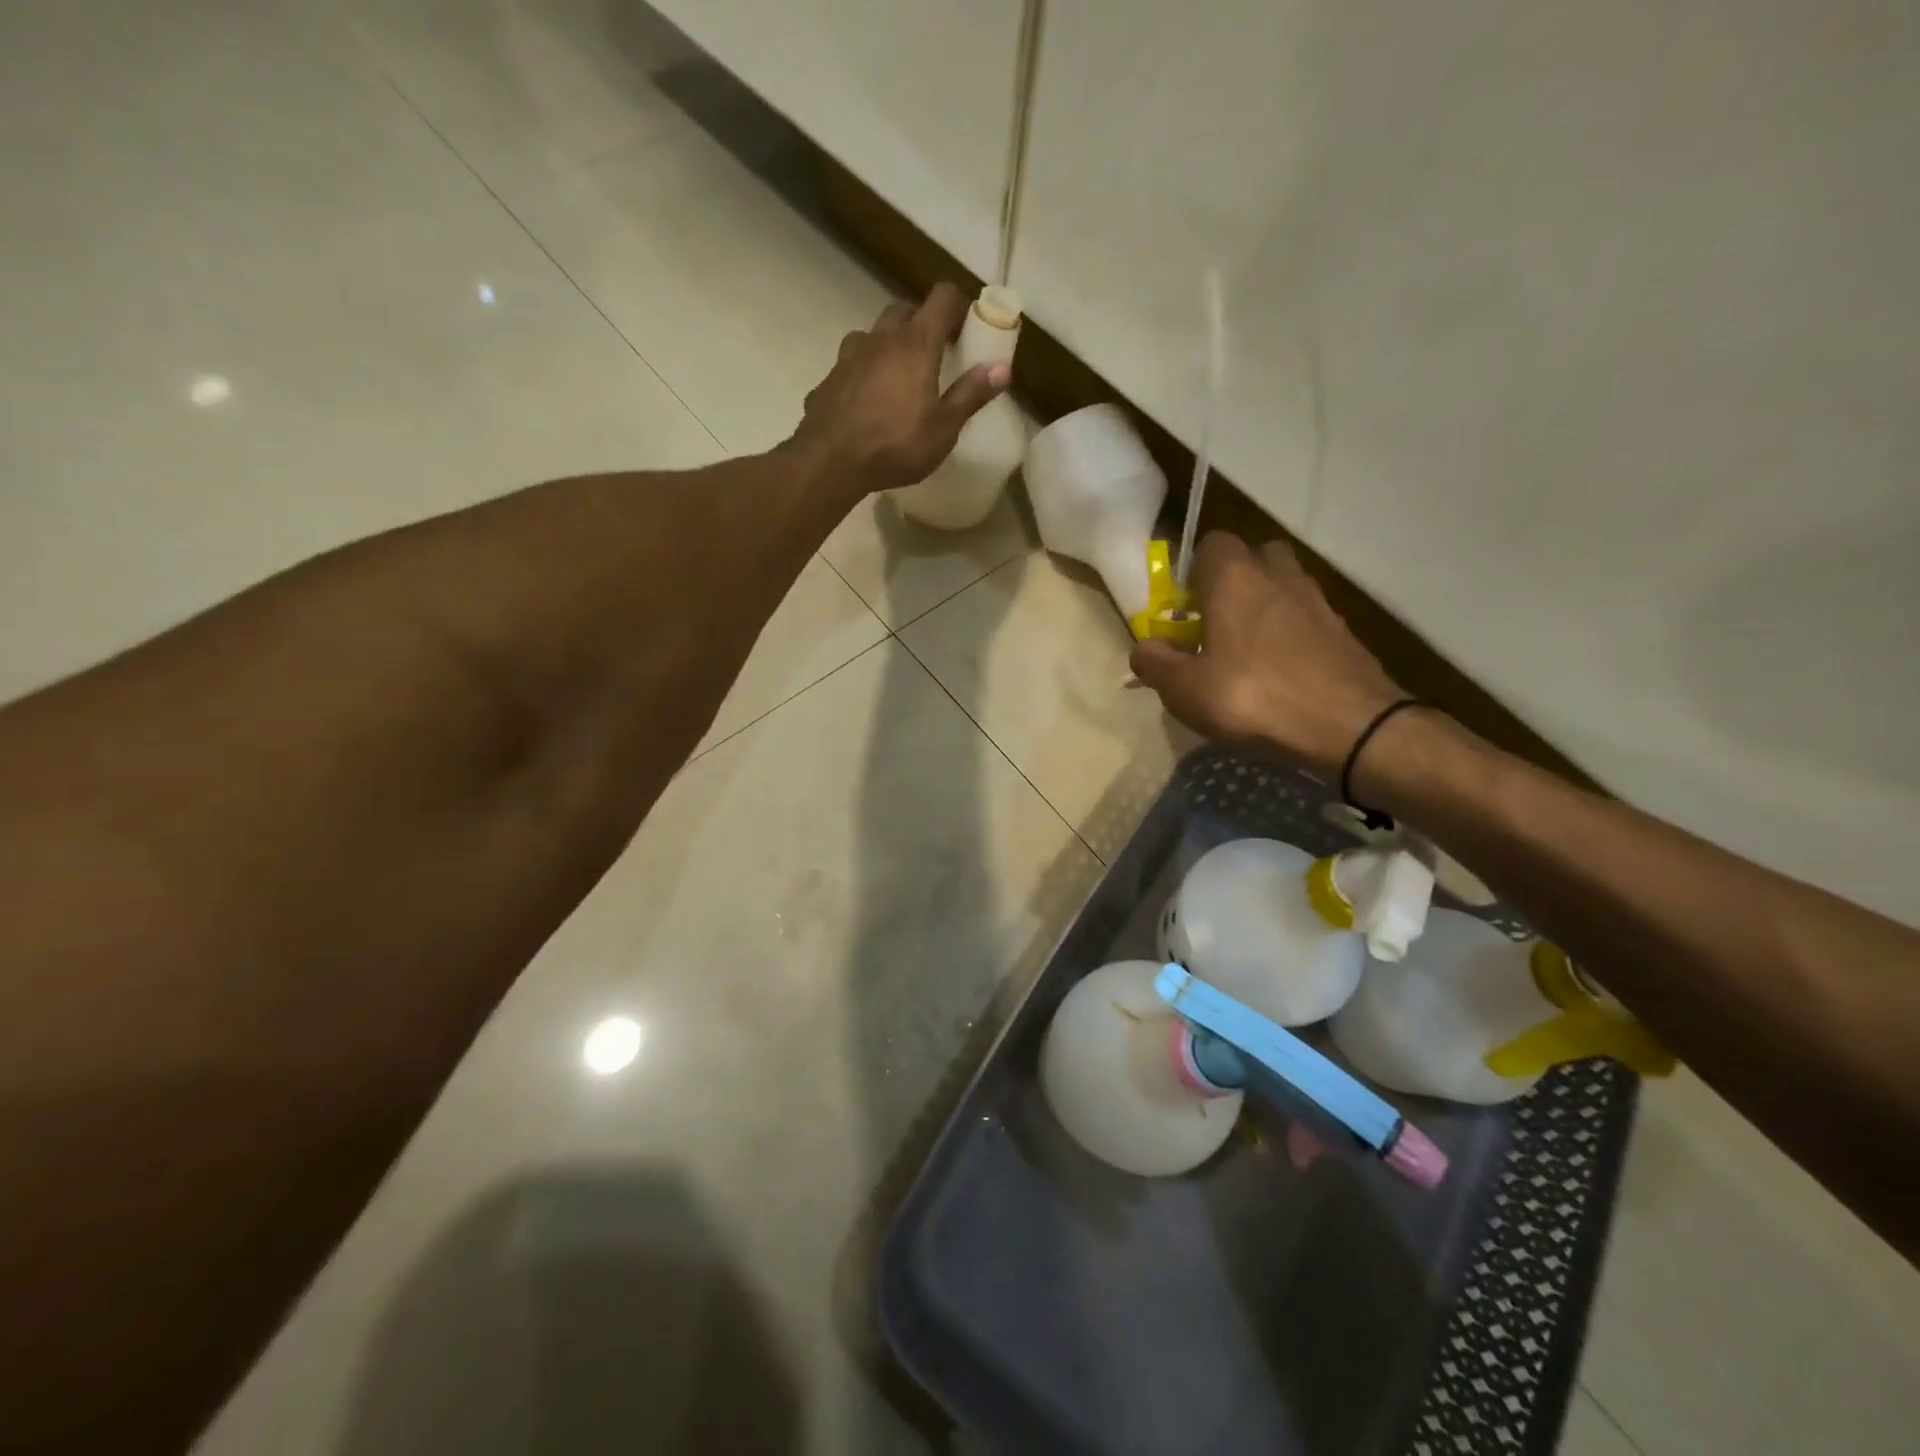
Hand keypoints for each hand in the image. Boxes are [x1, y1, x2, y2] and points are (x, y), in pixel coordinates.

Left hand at [788, 282, 1010, 495]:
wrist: (830, 461)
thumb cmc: (895, 445)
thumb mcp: (944, 428)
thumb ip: (971, 394)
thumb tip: (1003, 368)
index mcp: (916, 343)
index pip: (943, 296)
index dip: (959, 305)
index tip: (968, 328)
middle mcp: (882, 337)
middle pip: (906, 310)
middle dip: (924, 324)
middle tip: (937, 355)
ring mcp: (851, 354)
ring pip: (875, 334)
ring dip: (891, 345)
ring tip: (900, 378)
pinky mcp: (830, 376)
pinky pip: (853, 363)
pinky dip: (866, 371)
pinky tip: (869, 401)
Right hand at [1130, 533, 1404, 776]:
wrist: (1349, 727)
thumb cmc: (1253, 697)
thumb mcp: (1184, 689)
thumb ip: (1155, 663)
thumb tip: (1144, 647)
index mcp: (1236, 578)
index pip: (1212, 543)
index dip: (1193, 571)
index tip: (1184, 609)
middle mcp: (1280, 577)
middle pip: (1255, 558)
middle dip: (1234, 583)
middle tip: (1216, 624)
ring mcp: (1319, 602)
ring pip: (1284, 588)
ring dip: (1264, 609)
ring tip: (1246, 654)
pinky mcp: (1344, 632)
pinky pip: (1306, 620)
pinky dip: (1290, 636)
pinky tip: (1279, 674)